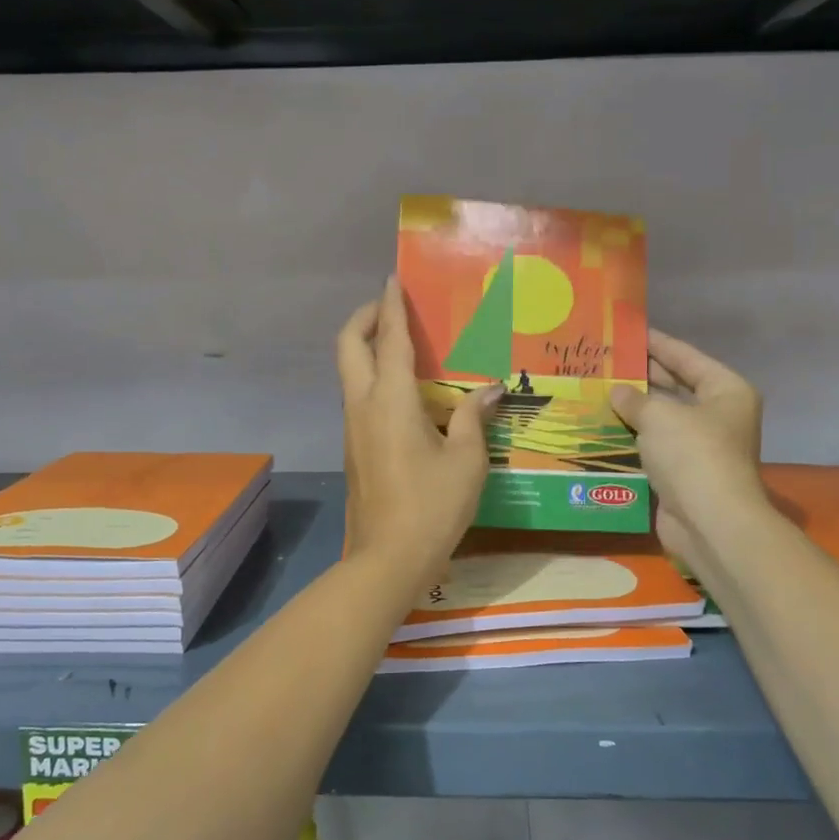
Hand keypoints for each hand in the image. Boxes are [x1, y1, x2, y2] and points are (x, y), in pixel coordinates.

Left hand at [338, 278, 499, 583]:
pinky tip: (407, 394)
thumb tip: (489, 390)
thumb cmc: (432, 506)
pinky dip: (374, 378)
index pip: (390, 340)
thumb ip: (473, 419)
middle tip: (391, 309)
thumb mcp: (466, 460)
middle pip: (349, 346)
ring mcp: (353, 428)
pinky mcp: (354, 448)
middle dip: (365, 318)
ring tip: (404, 346)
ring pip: (350, 372)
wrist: (387, 559)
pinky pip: (359, 397)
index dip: (391, 306)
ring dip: (368, 348)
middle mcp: (363, 405)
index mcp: (391, 400)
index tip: (392, 279)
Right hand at [611, 330, 767, 571]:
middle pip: (674, 387)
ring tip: (595, 391)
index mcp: (725, 391)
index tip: (628, 332)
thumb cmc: (693, 454)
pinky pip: (652, 447)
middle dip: (641, 377)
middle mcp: (717, 416)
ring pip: (660, 420)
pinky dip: (631, 439)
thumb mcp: (660, 415)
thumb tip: (618, 392)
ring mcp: (700, 447)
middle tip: (604, 362)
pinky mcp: (682, 474)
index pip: (686, 357)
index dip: (658, 343)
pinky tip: (601, 428)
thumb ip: (635, 399)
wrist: (709, 522)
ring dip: (632, 410)